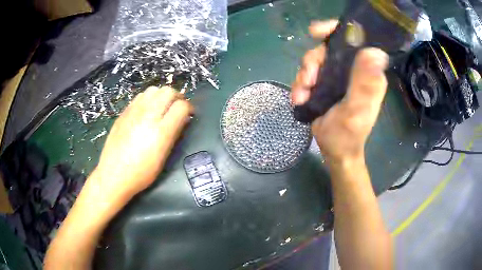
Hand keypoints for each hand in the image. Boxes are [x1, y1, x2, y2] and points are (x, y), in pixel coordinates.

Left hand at [92, 86, 193, 201]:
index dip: (189, 108)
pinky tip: (146, 110)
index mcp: (161, 131)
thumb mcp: (163, 157)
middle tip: (177, 108)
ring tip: (161, 107)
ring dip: (161, 95)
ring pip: (153, 89)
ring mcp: (134, 111)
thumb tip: (182, 120)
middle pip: (168, 91)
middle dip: (177, 97)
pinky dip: (148, 99)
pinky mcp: (124, 112)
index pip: (181, 106)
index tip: (189, 115)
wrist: (113, 174)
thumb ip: (173, 134)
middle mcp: (148, 115)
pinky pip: (140, 96)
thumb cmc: (141, 172)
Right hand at [292, 20, 388, 163]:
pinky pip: (308, 74)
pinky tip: (299, 98)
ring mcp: (339, 76)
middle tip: (307, 81)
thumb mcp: (356, 112)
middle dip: (312, 63)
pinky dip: (300, 84)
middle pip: (328, 49)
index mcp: (368, 73)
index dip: (335, 30)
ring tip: (301, 95)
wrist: (335, 152)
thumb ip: (364, 84)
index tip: (315, 33)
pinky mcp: (327, 83)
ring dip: (303, 76)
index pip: (355, 40)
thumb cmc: (348, 136)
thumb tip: (375, 51)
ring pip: (315, 61)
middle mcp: (354, 70)